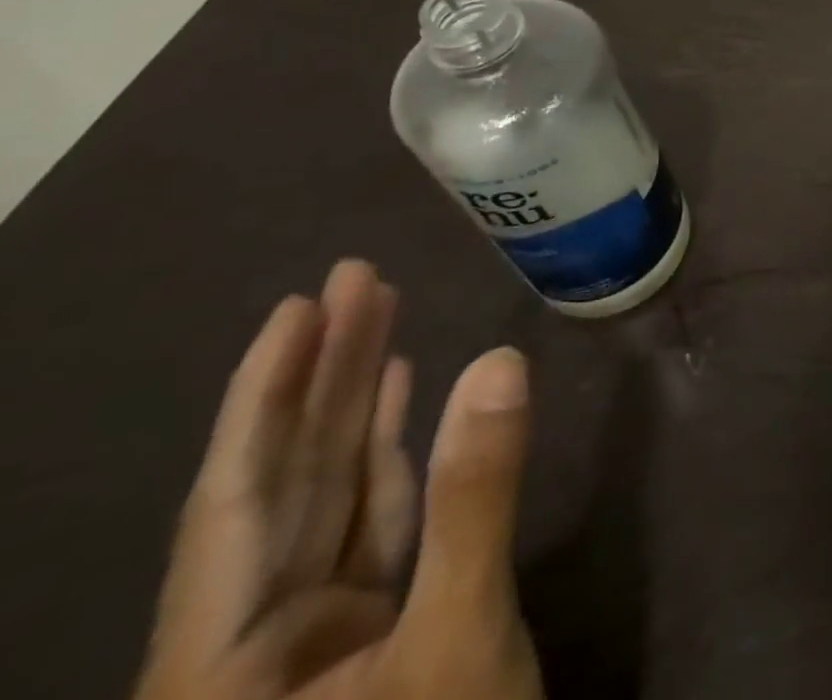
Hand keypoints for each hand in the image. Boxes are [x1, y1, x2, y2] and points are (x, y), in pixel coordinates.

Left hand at [134, 260, 542, 699]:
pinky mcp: (371, 631)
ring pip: (331, 494)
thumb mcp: (458, 638)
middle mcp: (250, 643)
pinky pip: (374, 521)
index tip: (303, 304)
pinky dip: (393, 456)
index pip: (238, 493)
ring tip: (381, 321)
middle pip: (286, 481)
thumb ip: (474, 496)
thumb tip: (497, 363)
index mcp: (223, 660)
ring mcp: (313, 639)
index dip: (266, 392)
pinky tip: (409, 403)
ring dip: (359, 407)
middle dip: (322, 376)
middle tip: (358, 280)